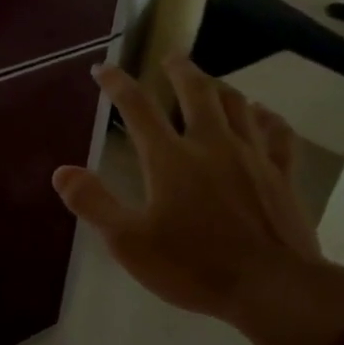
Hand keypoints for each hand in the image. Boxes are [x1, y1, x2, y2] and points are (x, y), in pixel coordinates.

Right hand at [51, 58, 343, 344]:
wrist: (271, 286)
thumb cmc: (193, 266)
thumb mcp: (129, 242)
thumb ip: (93, 203)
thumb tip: (62, 171)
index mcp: (170, 158)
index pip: (137, 108)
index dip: (117, 84)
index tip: (104, 69)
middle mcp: (211, 144)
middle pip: (196, 92)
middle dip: (179, 71)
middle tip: (170, 58)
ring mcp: (252, 156)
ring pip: (237, 104)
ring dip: (219, 87)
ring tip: (210, 82)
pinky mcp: (281, 174)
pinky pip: (277, 133)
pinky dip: (267, 118)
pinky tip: (263, 114)